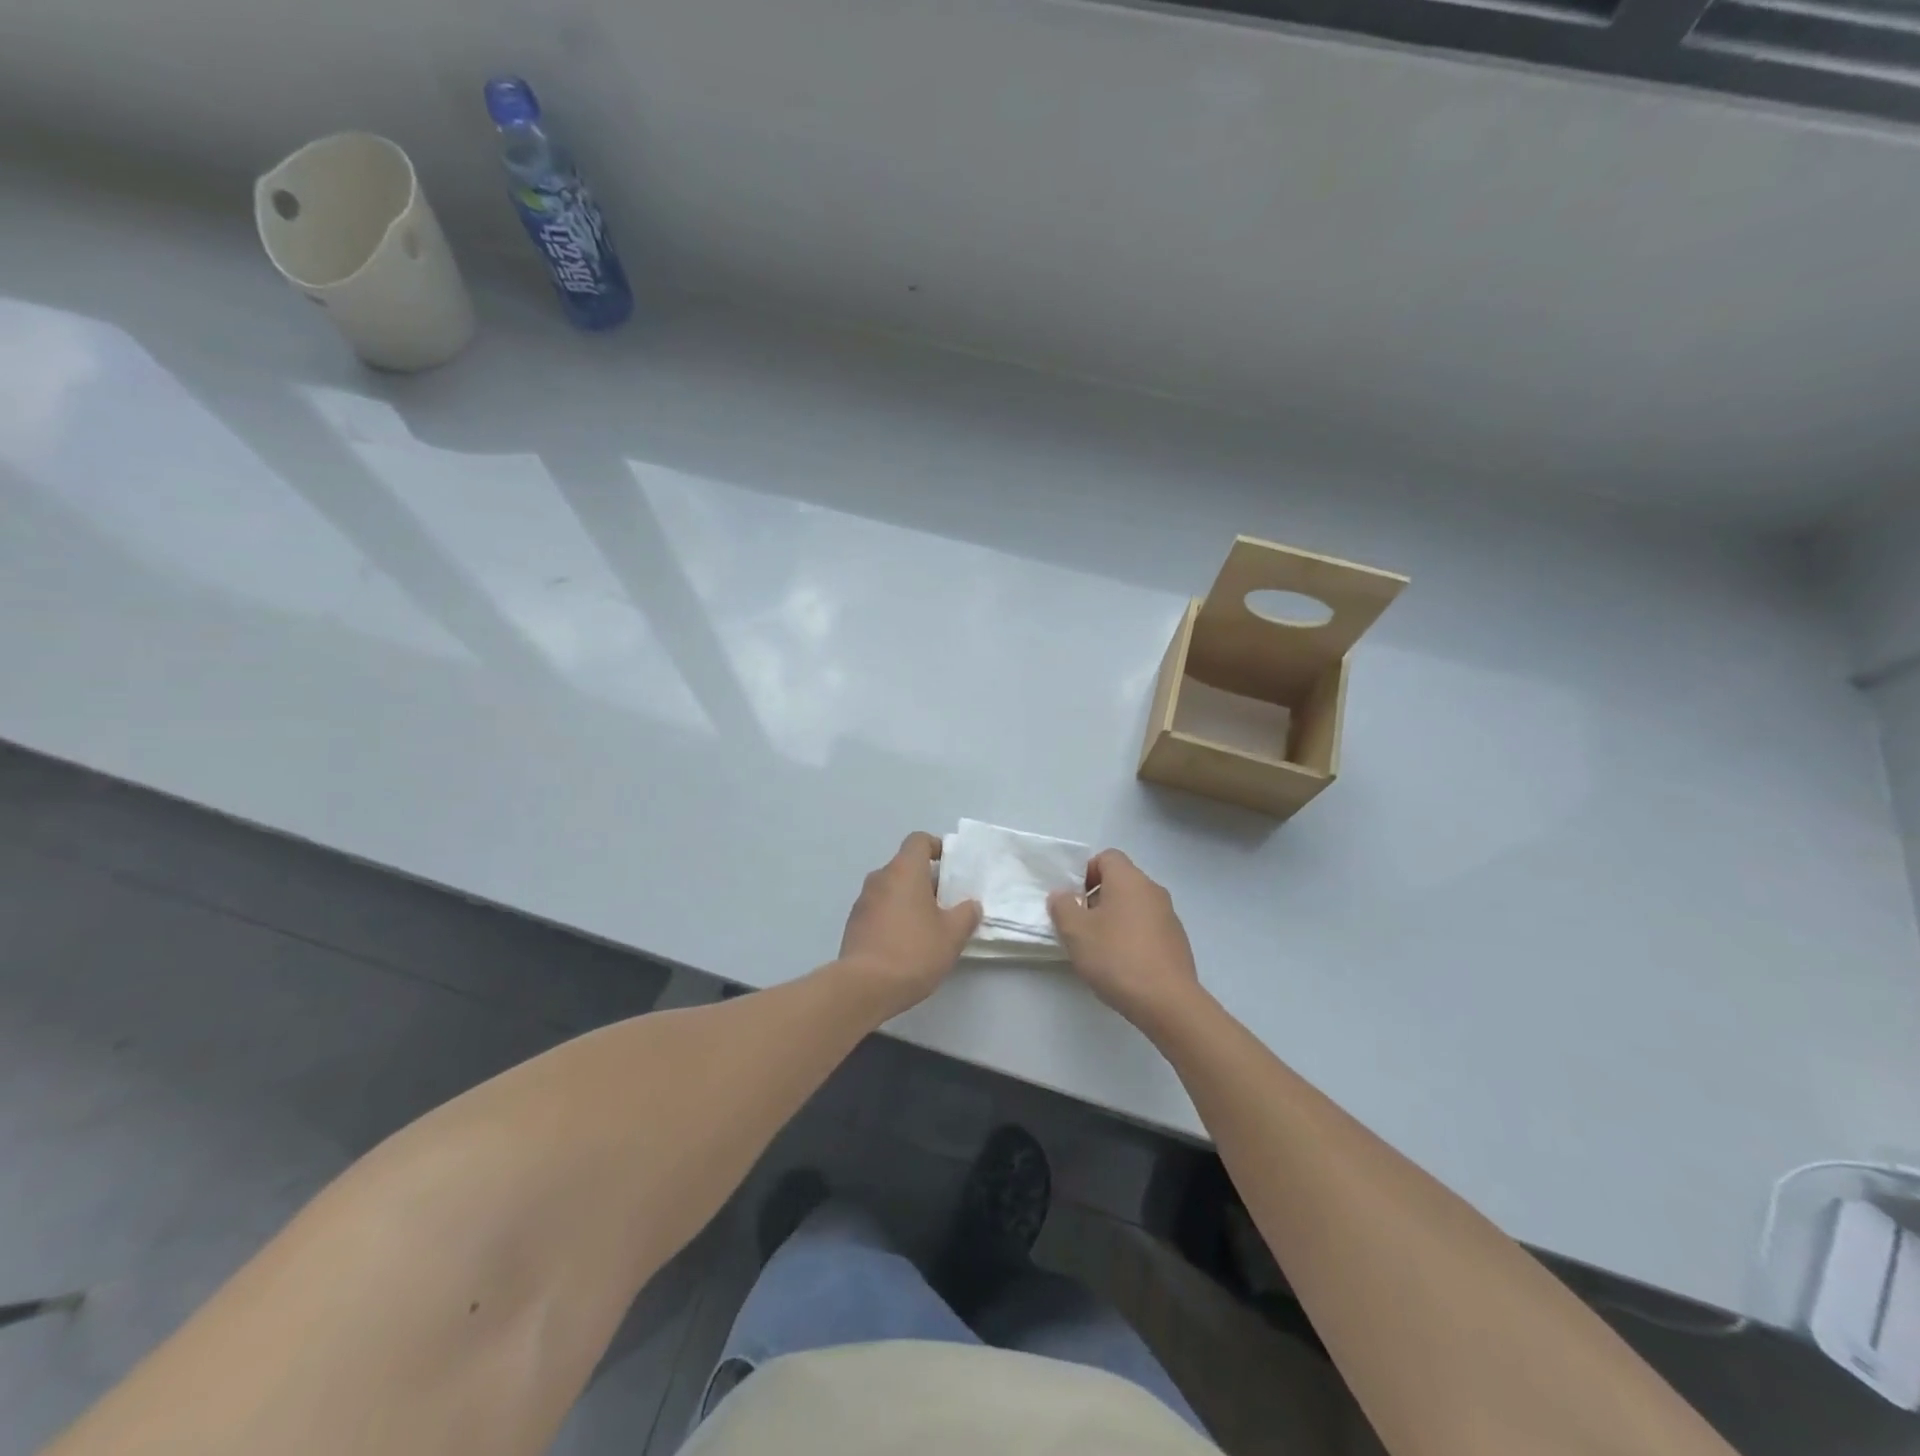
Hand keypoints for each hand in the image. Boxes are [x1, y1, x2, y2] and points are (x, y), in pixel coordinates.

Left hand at [837, 833, 981, 1016]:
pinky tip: (906, 944)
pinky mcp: (853, 925)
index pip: (918, 841)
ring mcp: (862, 901)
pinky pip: (879, 910)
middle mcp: (880, 878)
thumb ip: (966, 915)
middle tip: (947, 903)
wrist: (864, 987)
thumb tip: (970, 905)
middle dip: (926, 880)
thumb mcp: (952, 935)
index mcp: (904, 870)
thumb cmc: (913, 951)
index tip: (951, 866)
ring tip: (928, 927)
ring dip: (909, 900)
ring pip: (891, 890)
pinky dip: (893, 918)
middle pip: (905, 866)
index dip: (936, 847)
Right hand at [1047, 850, 1201, 1025]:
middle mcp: (1153, 890)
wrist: (1167, 1001)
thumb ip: (1063, 906)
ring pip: (1134, 906)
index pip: (1107, 857)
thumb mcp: (1075, 932)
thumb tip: (1062, 895)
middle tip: (1082, 926)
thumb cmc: (1116, 957)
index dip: (1086, 872)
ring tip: (1101, 949)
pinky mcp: (1177, 941)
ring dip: (1115, 919)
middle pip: (1121, 881)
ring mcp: (1169, 916)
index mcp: (1129, 880)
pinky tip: (1123, 965)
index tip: (1075, 900)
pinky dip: (1133, 937)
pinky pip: (1148, 927)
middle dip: (1098, 898)